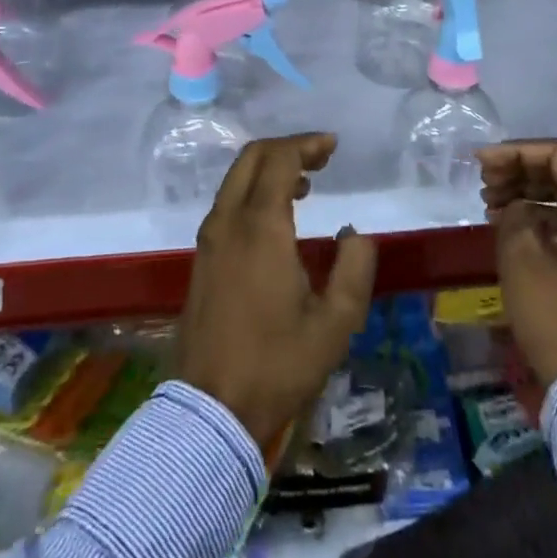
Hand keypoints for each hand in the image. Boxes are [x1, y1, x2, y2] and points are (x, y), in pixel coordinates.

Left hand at [175, 132, 377, 445]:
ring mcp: (209, 240)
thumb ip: (354, 269)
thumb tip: (354, 234)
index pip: (280, 159)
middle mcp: (228, 222)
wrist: (209, 412)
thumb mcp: (335, 323)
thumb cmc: (277, 365)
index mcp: (260, 227)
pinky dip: (254, 191)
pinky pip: (228, 203)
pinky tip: (278, 216)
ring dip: (270, 170)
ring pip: (236, 179)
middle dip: (287, 148)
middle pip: (252, 158)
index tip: (333, 147)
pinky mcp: (202, 259)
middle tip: (321, 157)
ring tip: (306, 184)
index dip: (307, 144)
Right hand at [479, 138, 556, 385]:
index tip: (482, 161)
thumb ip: (514, 210)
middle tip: (483, 182)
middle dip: (520, 171)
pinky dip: (540, 217)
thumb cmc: (556, 313)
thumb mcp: (522, 254)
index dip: (516, 152)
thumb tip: (516, 204)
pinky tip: (508, 222)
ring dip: (527, 193)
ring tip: (489, 201)